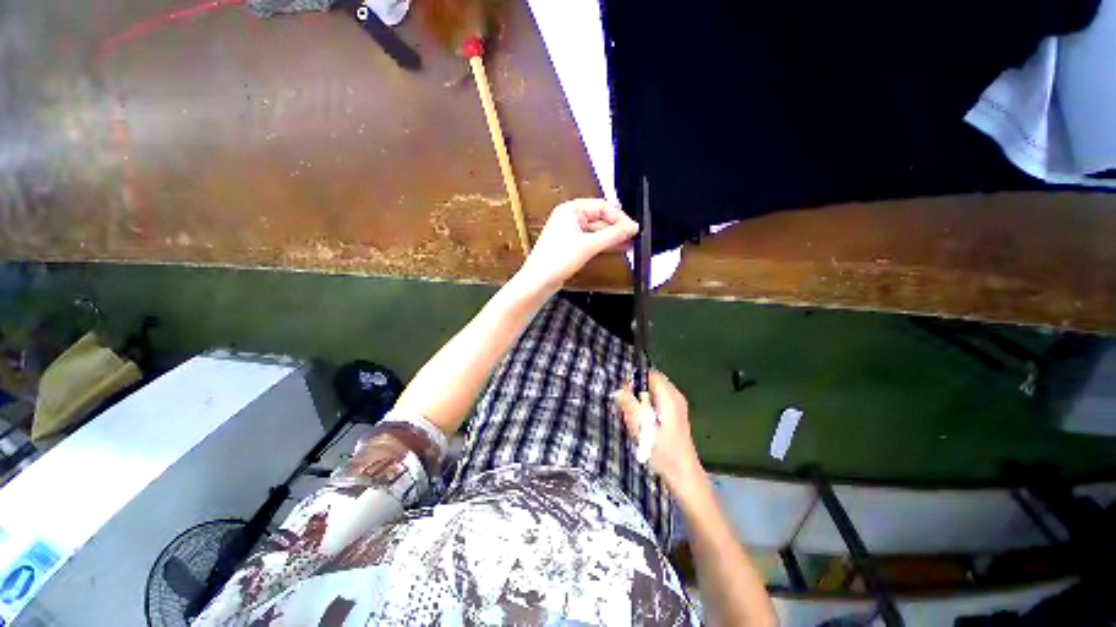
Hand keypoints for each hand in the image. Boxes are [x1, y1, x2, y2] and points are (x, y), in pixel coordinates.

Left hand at [517, 198, 638, 291]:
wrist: (539, 281)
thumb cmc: (557, 259)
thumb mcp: (588, 245)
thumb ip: (612, 235)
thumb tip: (632, 227)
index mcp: (571, 210)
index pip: (602, 206)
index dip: (619, 217)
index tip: (633, 228)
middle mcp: (570, 218)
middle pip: (600, 218)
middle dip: (617, 228)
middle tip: (634, 237)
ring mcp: (570, 233)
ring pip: (596, 231)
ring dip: (612, 237)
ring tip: (630, 244)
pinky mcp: (571, 247)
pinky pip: (591, 241)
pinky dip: (604, 245)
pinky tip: (617, 248)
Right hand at [614, 371, 703, 490]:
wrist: (684, 476)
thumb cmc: (664, 454)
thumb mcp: (642, 430)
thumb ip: (630, 407)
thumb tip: (618, 390)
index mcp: (669, 397)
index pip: (650, 374)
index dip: (635, 378)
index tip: (622, 391)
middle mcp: (675, 396)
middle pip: (651, 381)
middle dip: (636, 390)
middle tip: (626, 406)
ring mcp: (677, 405)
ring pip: (653, 391)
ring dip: (640, 400)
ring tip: (633, 417)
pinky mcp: (675, 413)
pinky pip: (657, 400)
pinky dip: (647, 407)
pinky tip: (642, 423)